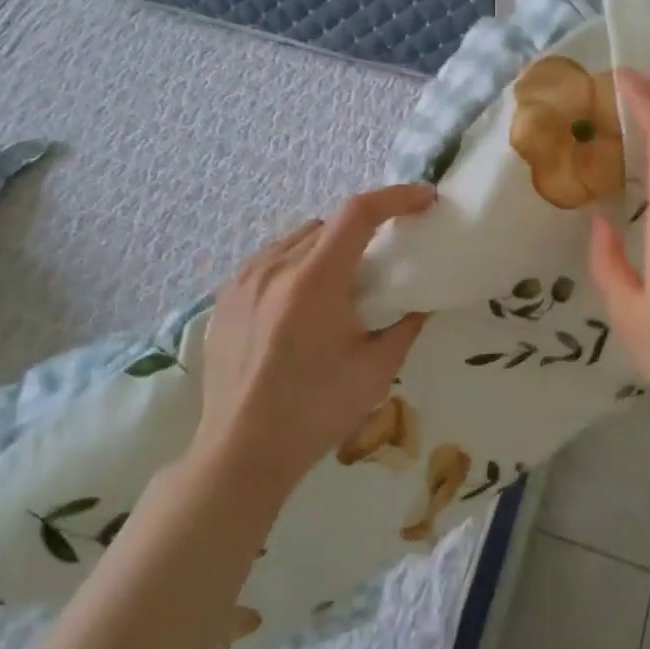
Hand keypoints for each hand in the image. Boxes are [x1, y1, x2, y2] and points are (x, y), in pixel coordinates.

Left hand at [195, 184, 433, 499]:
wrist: (241, 452)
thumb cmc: (315, 412)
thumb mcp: (376, 370)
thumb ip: (406, 325)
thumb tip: (421, 300)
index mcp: (314, 281)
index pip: (358, 213)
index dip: (396, 197)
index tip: (424, 199)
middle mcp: (274, 268)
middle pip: (328, 224)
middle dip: (363, 229)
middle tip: (383, 258)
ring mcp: (243, 280)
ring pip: (296, 238)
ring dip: (327, 246)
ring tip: (340, 282)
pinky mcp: (225, 297)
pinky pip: (270, 259)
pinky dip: (296, 264)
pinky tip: (302, 301)